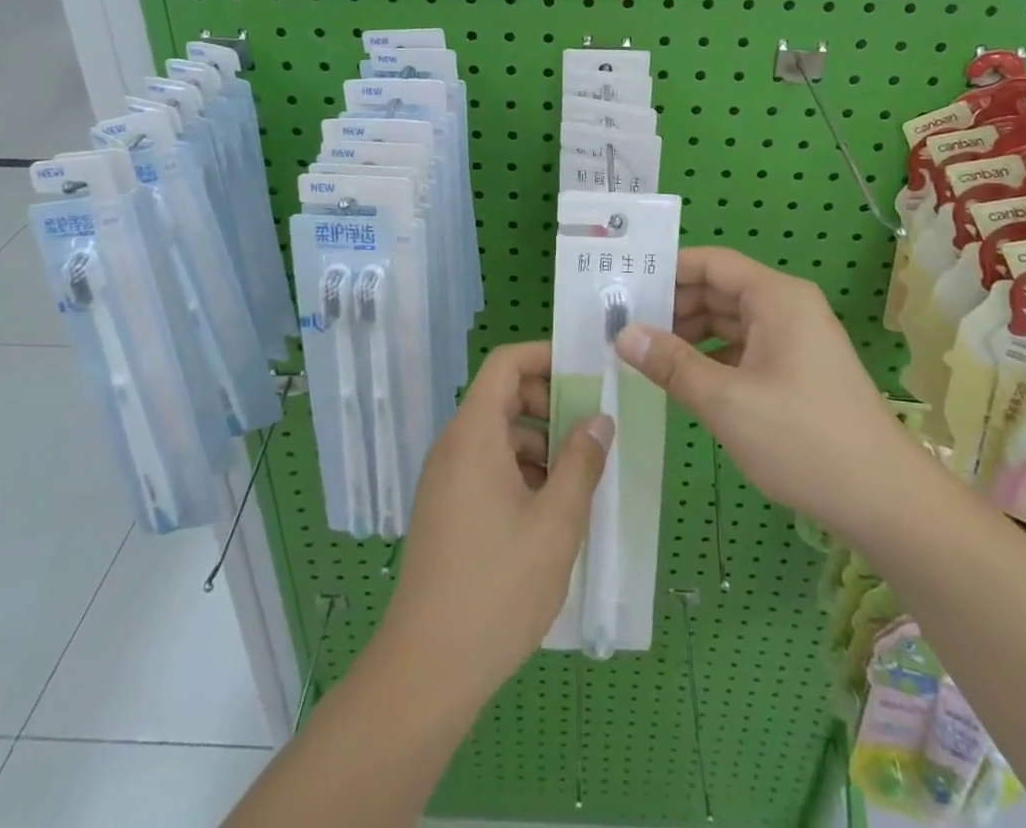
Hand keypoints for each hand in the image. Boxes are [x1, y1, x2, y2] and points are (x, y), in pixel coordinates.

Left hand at [379, 342, 612, 703]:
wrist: (427, 670)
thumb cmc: (497, 587)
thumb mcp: (556, 522)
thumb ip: (582, 462)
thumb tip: (598, 419)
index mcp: (473, 434)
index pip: (505, 364)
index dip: (544, 355)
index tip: (585, 371)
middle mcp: (453, 447)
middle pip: (502, 397)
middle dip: (549, 405)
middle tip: (592, 430)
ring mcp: (445, 480)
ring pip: (498, 437)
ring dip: (539, 445)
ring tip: (579, 479)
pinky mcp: (446, 510)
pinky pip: (487, 468)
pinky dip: (520, 473)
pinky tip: (550, 513)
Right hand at [615, 248, 923, 532]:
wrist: (885, 501)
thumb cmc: (803, 439)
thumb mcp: (726, 401)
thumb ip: (672, 363)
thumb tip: (624, 334)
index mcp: (776, 298)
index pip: (711, 263)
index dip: (667, 269)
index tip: (623, 284)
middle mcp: (786, 308)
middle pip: (718, 290)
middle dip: (672, 305)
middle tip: (621, 323)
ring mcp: (794, 340)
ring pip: (729, 322)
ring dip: (689, 334)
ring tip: (642, 351)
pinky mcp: (796, 370)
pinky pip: (743, 349)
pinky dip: (711, 357)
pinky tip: (681, 377)